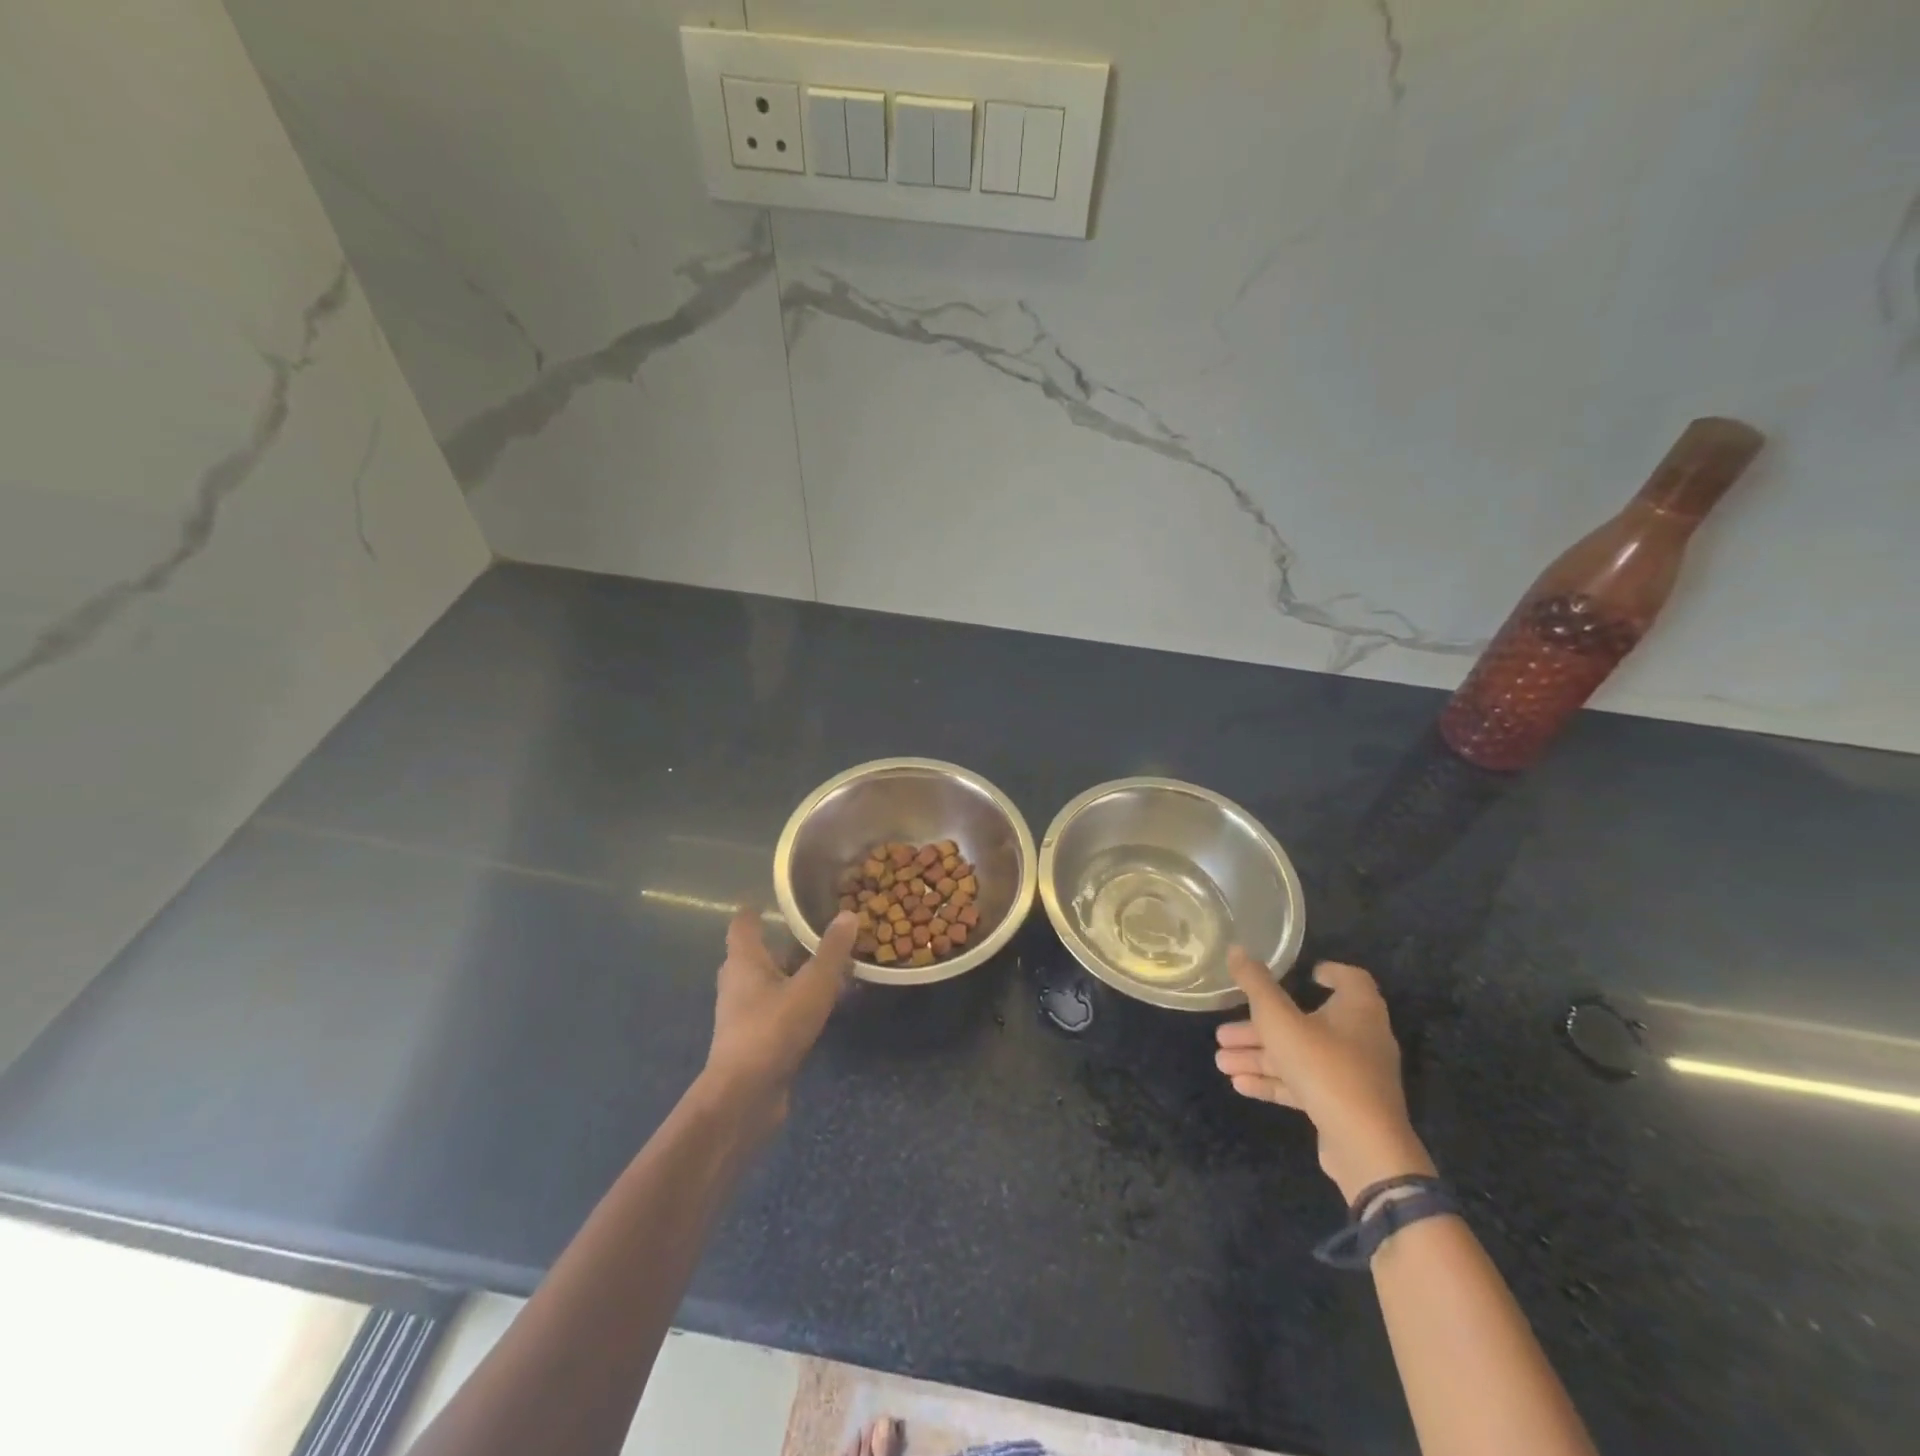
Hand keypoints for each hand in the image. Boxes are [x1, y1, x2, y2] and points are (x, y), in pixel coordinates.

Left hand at [705, 909, 856, 1127]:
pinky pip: (773, 1011)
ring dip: (790, 976)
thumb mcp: (812, 986)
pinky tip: (819, 1008)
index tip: (777, 902)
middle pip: (754, 955)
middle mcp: (736, 983)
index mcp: (744, 961)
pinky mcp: (752, 1042)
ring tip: (825, 970)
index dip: (756, 912)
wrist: (743, 1096)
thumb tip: (848, 914)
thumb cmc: (773, 1029)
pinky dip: (793, 1003)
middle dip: (781, 944)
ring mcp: (741, 1015)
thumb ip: (831, 951)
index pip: (743, 925)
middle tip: (813, 934)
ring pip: (766, 985)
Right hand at [1214, 953, 1435, 1201]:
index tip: (1304, 973)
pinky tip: (1239, 1084)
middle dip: (1261, 1026)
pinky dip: (1273, 1081)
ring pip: (1299, 1055)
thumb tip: (1236, 949)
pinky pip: (1304, 1084)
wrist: (1364, 1146)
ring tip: (1221, 1060)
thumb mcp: (1279, 1020)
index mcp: (1357, 1010)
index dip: (1329, 973)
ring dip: (1259, 1056)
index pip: (1350, 979)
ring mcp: (1352, 1075)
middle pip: (1307, 1021)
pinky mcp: (1342, 1105)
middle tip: (1224, 1031)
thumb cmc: (1324, 1066)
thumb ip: (1256, 985)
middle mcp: (1360, 1038)